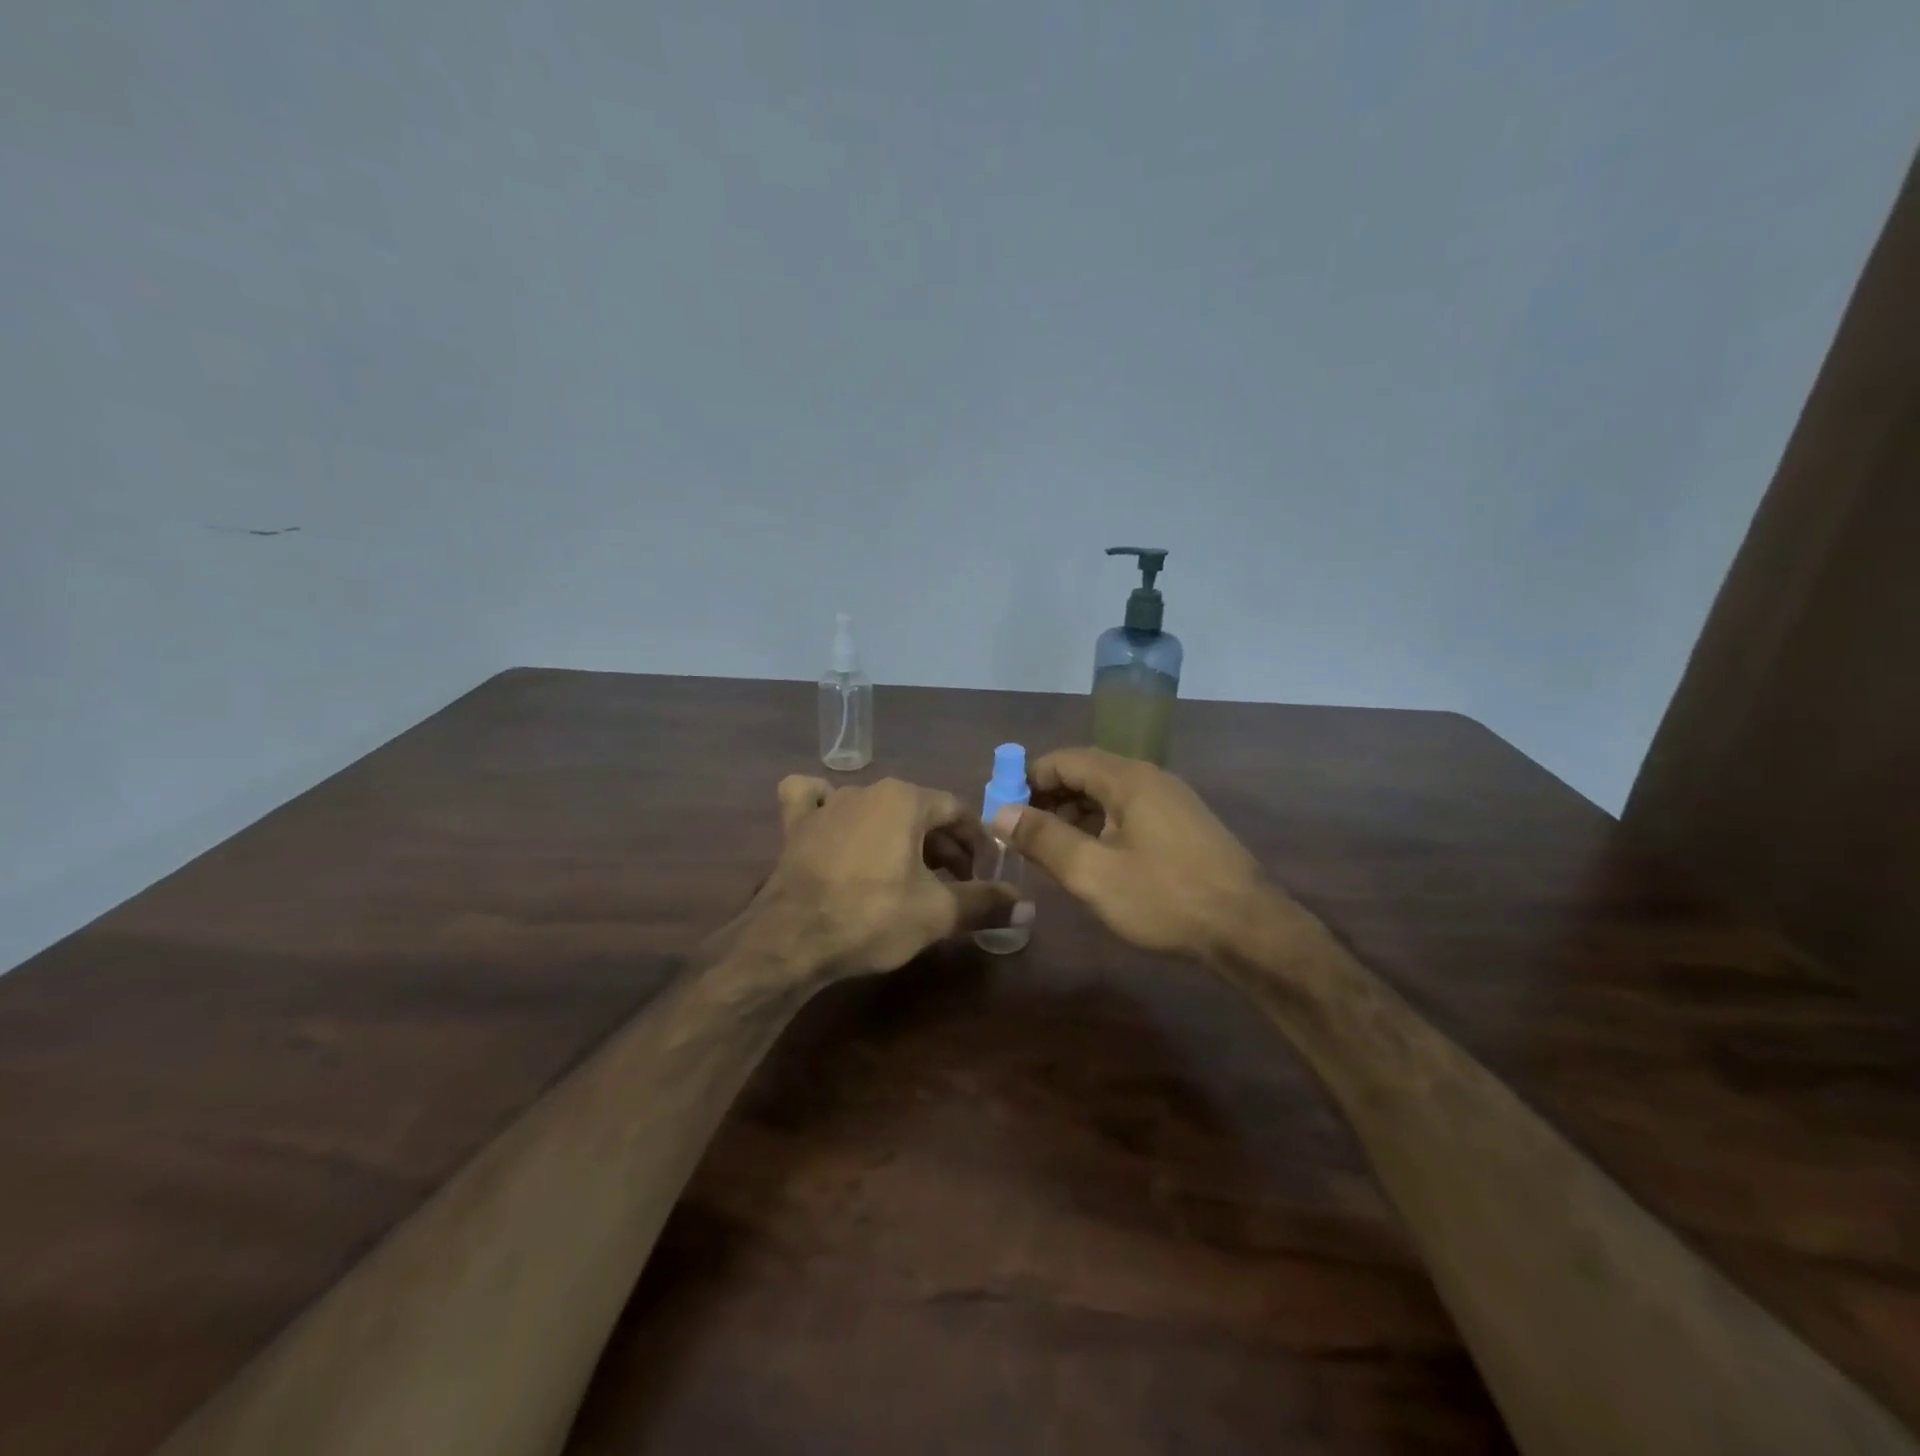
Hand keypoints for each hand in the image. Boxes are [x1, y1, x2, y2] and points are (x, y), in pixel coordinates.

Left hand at [751, 775, 1025, 980]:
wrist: (791, 938)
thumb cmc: (872, 916)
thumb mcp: (937, 913)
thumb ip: (984, 903)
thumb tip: (1028, 908)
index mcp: (905, 799)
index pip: (957, 811)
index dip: (977, 842)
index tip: (984, 873)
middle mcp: (867, 789)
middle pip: (918, 811)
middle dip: (942, 845)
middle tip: (954, 884)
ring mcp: (827, 804)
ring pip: (874, 809)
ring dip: (897, 835)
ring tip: (906, 871)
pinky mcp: (795, 825)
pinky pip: (813, 801)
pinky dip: (825, 807)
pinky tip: (832, 822)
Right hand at [996, 747, 1271, 959]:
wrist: (1249, 929)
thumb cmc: (1165, 898)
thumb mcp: (1093, 873)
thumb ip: (1043, 839)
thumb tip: (999, 813)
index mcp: (1127, 779)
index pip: (1064, 760)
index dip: (1027, 779)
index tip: (1002, 809)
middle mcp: (1150, 778)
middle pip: (1086, 773)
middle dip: (1048, 797)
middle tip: (1021, 833)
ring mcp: (1171, 801)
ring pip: (1108, 794)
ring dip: (1073, 814)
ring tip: (1050, 849)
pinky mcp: (1183, 825)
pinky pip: (1128, 812)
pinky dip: (1100, 825)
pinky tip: (1092, 857)